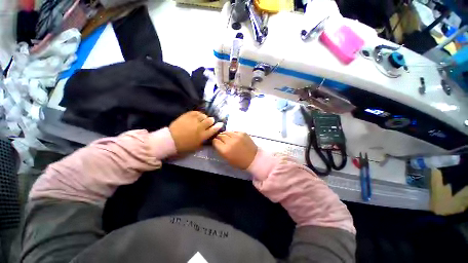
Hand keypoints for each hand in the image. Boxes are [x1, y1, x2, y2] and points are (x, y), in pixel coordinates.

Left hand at [169, 111, 223, 153]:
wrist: (170, 140)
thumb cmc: (184, 146)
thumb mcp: (196, 147)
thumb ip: (204, 142)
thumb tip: (208, 139)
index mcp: (203, 136)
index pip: (213, 129)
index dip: (218, 126)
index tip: (220, 123)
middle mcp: (200, 127)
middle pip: (209, 121)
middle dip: (211, 120)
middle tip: (210, 121)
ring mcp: (193, 121)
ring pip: (203, 116)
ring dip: (204, 117)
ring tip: (202, 118)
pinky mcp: (187, 116)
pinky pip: (196, 112)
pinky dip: (198, 113)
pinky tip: (198, 115)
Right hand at [212, 131, 257, 168]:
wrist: (253, 158)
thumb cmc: (239, 161)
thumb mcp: (226, 158)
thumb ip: (220, 150)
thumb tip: (216, 142)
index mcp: (225, 150)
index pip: (215, 141)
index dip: (215, 142)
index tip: (216, 143)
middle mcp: (230, 141)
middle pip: (220, 135)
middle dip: (219, 138)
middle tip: (221, 140)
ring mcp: (237, 136)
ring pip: (227, 132)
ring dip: (225, 135)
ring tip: (227, 138)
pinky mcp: (242, 133)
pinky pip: (234, 131)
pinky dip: (232, 134)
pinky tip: (234, 137)